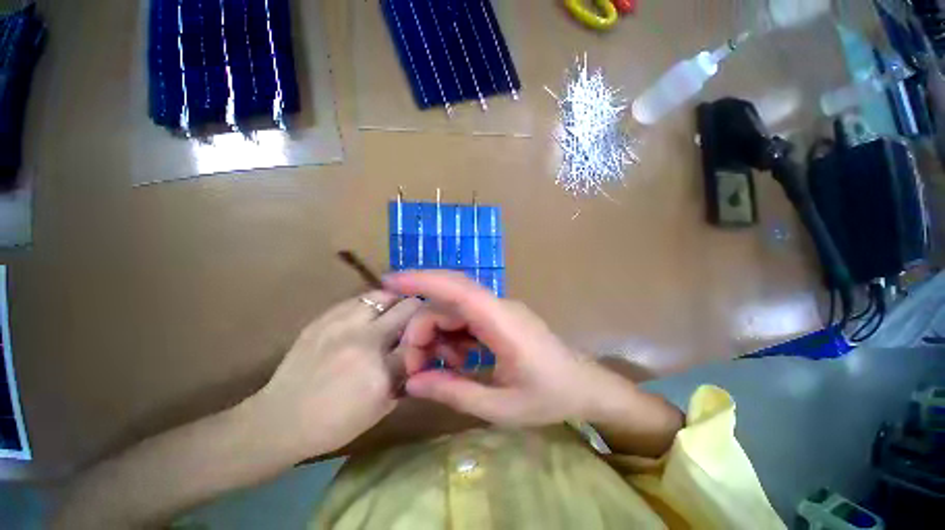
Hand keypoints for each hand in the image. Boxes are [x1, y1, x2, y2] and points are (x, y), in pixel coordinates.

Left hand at [250, 291, 421, 456]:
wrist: (280, 420)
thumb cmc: (335, 423)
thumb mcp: (380, 408)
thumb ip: (404, 377)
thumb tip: (420, 353)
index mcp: (381, 371)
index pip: (419, 340)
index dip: (428, 334)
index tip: (431, 332)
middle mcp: (366, 342)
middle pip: (407, 309)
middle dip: (419, 311)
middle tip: (417, 317)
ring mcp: (342, 326)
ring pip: (384, 295)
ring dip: (395, 302)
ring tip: (394, 310)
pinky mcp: (323, 319)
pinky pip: (357, 298)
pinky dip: (371, 303)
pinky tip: (369, 312)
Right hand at [385, 271, 621, 426]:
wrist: (585, 386)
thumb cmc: (550, 397)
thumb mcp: (500, 407)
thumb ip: (455, 392)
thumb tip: (413, 383)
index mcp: (502, 322)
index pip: (458, 289)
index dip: (423, 280)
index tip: (390, 282)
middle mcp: (499, 307)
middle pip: (449, 302)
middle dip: (423, 327)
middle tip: (415, 366)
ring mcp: (500, 310)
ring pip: (455, 310)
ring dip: (438, 335)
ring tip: (439, 370)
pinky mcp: (500, 318)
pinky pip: (467, 319)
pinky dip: (452, 338)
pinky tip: (457, 362)